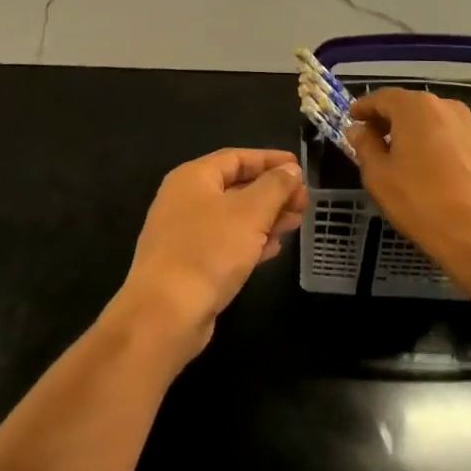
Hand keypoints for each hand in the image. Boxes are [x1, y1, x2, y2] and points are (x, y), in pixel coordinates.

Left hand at [113, 148, 306, 364]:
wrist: (166, 313)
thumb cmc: (209, 250)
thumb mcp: (250, 212)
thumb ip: (275, 186)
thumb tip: (290, 169)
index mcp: (193, 177)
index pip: (237, 157)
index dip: (270, 160)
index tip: (300, 168)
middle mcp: (185, 200)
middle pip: (236, 186)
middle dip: (272, 192)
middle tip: (304, 201)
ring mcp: (185, 234)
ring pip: (233, 217)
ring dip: (266, 217)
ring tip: (296, 223)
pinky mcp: (190, 264)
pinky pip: (226, 243)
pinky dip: (251, 241)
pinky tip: (274, 248)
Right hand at [347, 89, 470, 271]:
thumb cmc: (422, 202)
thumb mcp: (379, 176)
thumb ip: (365, 146)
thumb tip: (359, 129)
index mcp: (416, 107)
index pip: (382, 97)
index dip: (364, 108)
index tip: (352, 119)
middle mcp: (445, 107)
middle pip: (408, 106)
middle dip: (388, 120)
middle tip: (371, 140)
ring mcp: (469, 126)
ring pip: (431, 121)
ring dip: (411, 132)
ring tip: (398, 156)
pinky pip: (449, 136)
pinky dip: (432, 143)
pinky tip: (427, 168)